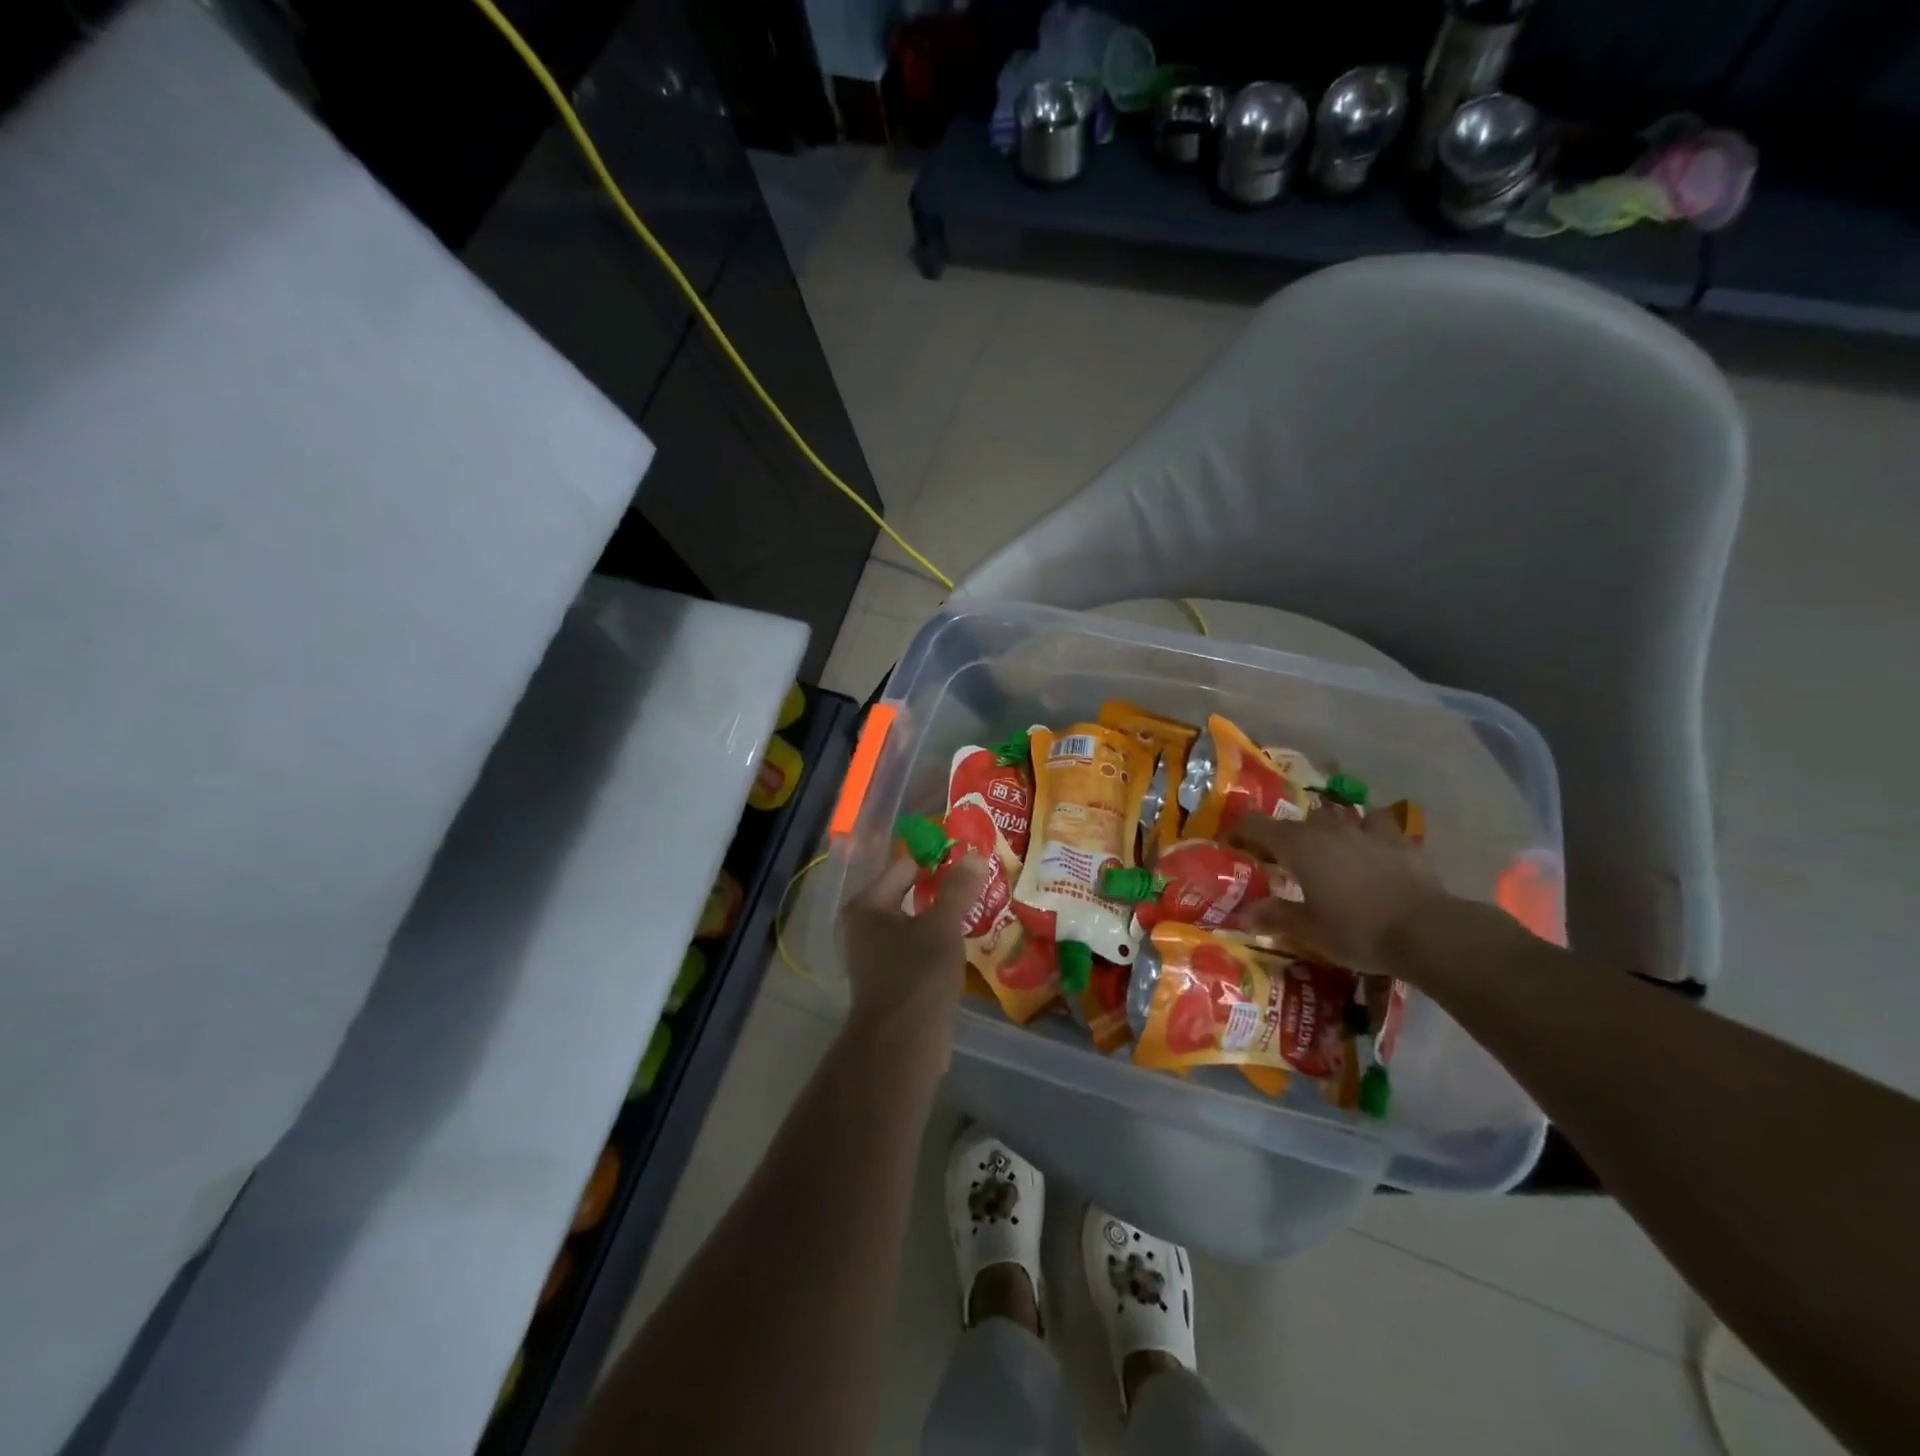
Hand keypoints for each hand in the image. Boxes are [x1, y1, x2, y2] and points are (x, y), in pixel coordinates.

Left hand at [840, 851, 987, 1057]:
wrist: (901, 1045)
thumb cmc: (916, 975)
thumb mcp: (942, 926)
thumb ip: (958, 889)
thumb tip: (975, 856)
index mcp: (868, 904)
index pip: (906, 865)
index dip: (938, 859)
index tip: (970, 859)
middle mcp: (864, 925)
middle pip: (909, 893)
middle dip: (942, 888)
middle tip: (979, 882)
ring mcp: (875, 955)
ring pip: (916, 922)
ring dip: (942, 917)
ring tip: (979, 909)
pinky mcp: (891, 980)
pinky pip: (917, 948)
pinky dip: (938, 943)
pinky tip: (965, 943)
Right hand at [1227, 807, 1448, 974]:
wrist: (1428, 931)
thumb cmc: (1357, 930)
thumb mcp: (1309, 930)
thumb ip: (1276, 916)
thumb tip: (1244, 914)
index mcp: (1298, 846)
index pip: (1256, 825)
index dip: (1240, 831)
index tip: (1231, 843)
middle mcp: (1328, 829)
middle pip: (1298, 821)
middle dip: (1286, 836)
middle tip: (1282, 859)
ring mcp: (1367, 831)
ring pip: (1339, 816)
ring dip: (1329, 829)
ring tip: (1329, 848)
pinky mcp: (1401, 842)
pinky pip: (1378, 827)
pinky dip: (1369, 834)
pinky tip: (1372, 849)